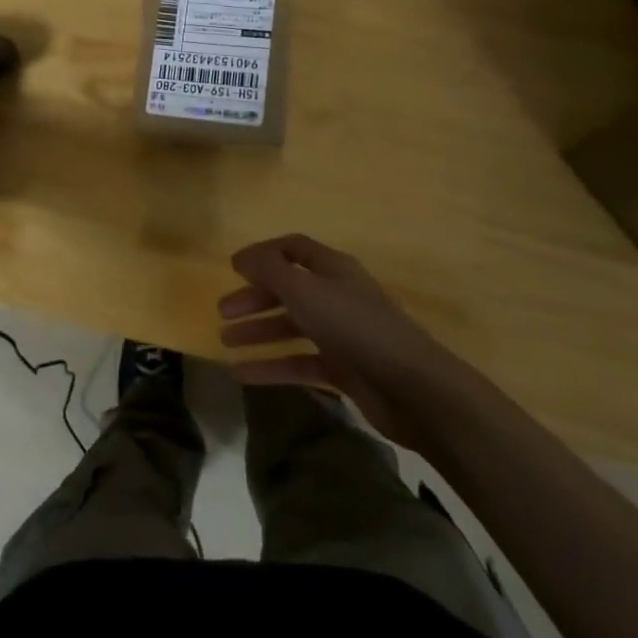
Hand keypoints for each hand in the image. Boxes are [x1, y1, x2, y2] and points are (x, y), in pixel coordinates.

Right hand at [217, 234, 470, 445]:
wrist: (413, 388)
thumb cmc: (355, 327)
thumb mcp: (305, 290)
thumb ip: (270, 270)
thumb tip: (243, 257)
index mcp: (333, 269)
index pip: (293, 249)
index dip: (262, 254)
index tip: (232, 268)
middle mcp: (337, 296)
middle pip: (288, 289)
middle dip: (254, 298)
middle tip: (223, 312)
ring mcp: (342, 335)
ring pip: (291, 327)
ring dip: (258, 332)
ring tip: (225, 342)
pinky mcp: (344, 370)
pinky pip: (299, 363)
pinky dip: (271, 367)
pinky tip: (242, 375)